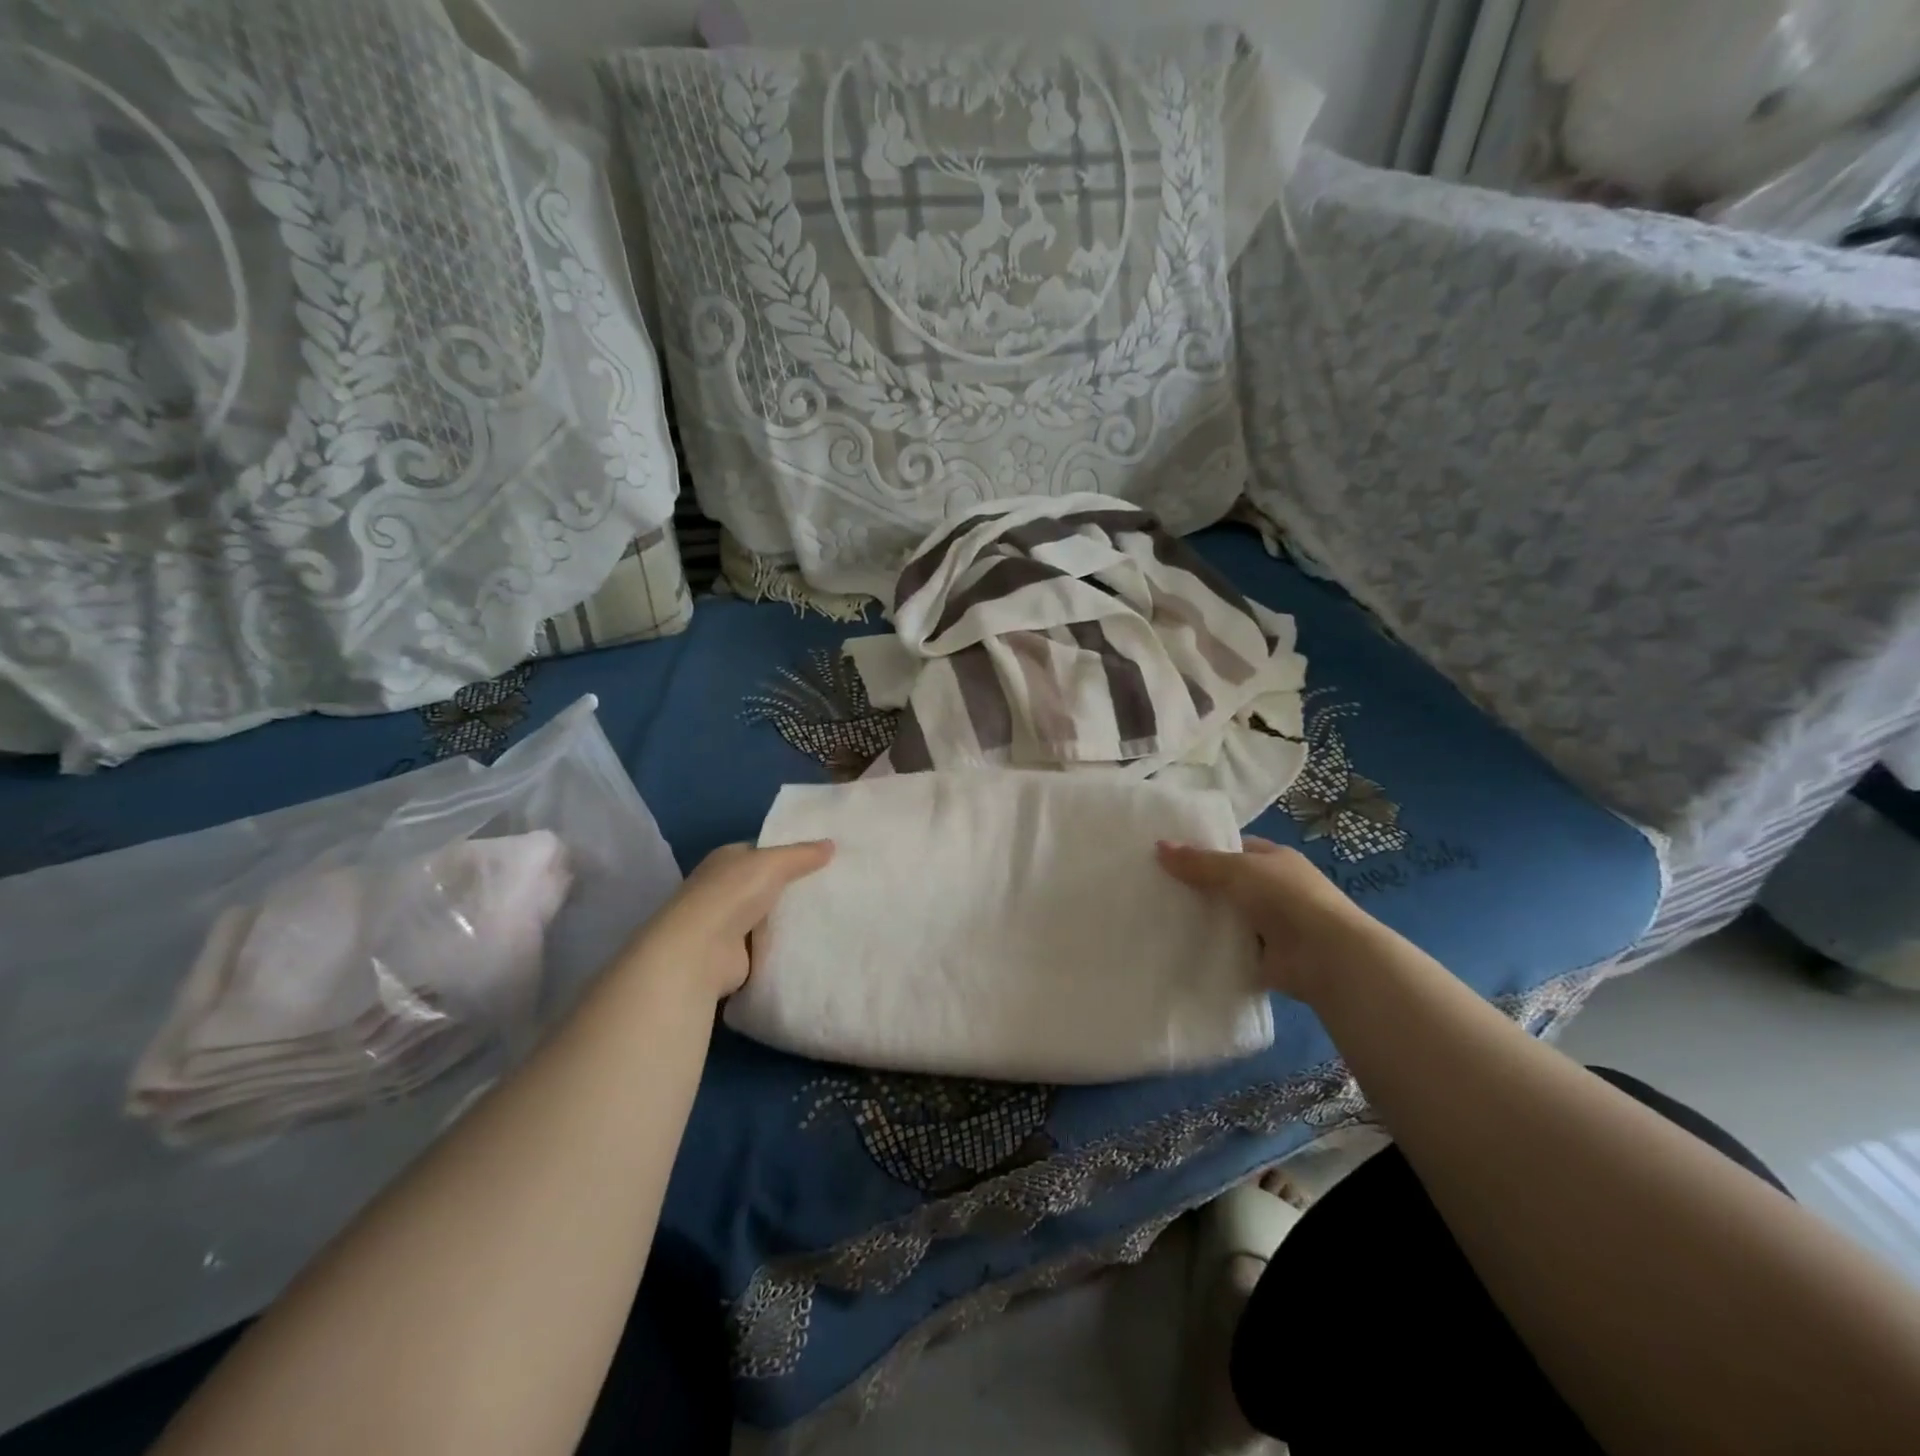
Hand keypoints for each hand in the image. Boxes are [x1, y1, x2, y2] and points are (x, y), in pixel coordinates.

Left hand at [626, 841, 833, 999]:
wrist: (701, 952)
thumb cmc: (732, 895)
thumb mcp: (773, 863)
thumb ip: (802, 854)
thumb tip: (831, 844)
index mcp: (726, 859)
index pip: (761, 852)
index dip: (790, 853)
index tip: (823, 858)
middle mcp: (724, 888)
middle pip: (767, 883)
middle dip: (794, 886)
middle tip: (834, 885)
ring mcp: (728, 922)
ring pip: (769, 914)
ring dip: (790, 916)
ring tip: (832, 912)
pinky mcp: (736, 953)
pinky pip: (768, 942)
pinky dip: (785, 942)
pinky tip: (814, 939)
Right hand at [1157, 837, 1380, 1002]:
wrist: (1325, 956)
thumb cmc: (1284, 898)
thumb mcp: (1236, 870)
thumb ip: (1198, 862)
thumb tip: (1158, 846)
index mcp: (1275, 859)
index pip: (1234, 849)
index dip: (1204, 851)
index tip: (1169, 858)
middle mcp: (1275, 889)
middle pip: (1228, 884)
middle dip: (1199, 888)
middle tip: (1156, 889)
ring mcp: (1273, 924)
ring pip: (1228, 917)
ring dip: (1205, 920)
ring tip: (1160, 918)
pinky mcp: (1267, 957)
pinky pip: (1232, 948)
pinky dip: (1213, 948)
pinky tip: (1181, 947)